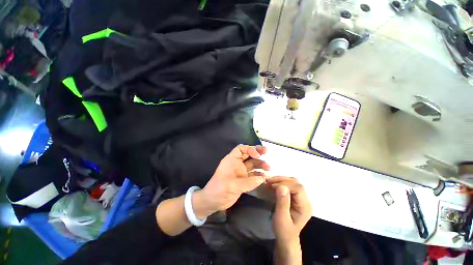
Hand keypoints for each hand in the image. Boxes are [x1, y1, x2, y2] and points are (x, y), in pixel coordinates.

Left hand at [193, 145, 269, 218]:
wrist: (213, 202)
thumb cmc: (218, 190)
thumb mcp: (231, 185)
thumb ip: (248, 182)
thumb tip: (262, 178)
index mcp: (231, 160)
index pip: (241, 149)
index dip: (249, 149)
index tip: (257, 155)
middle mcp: (237, 164)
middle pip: (248, 154)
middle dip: (258, 152)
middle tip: (266, 152)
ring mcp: (241, 172)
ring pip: (252, 164)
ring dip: (260, 164)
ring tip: (268, 168)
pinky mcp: (244, 180)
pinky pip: (253, 175)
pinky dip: (259, 175)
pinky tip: (265, 177)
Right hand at [268, 177, 311, 243]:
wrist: (286, 238)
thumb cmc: (284, 231)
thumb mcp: (281, 218)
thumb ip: (282, 203)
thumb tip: (281, 186)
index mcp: (305, 206)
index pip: (298, 188)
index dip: (285, 184)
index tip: (273, 185)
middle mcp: (306, 200)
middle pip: (296, 183)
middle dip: (282, 180)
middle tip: (269, 181)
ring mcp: (301, 197)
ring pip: (293, 181)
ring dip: (281, 180)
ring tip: (270, 182)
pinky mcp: (296, 196)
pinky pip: (289, 185)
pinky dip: (281, 182)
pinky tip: (273, 184)